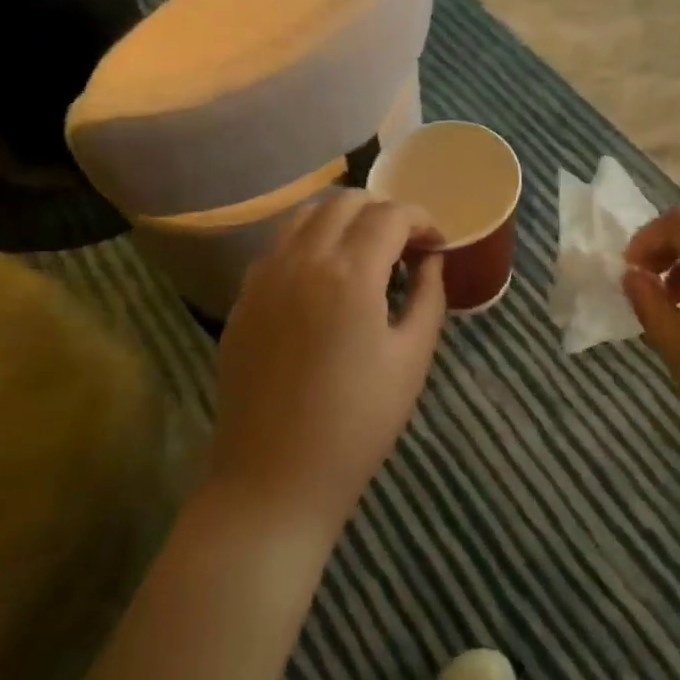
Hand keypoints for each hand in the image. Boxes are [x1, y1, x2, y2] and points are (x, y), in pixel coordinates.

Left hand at [210, 191, 446, 540]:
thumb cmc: (357, 424)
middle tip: (404, 246)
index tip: (436, 243)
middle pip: (346, 200)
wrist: (273, 478)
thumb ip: (428, 295)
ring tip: (363, 252)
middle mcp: (303, 260)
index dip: (421, 220)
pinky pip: (279, 243)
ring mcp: (265, 275)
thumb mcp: (411, 359)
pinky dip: (308, 240)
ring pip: (306, 213)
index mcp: (350, 274)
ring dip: (342, 218)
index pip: (391, 215)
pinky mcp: (244, 296)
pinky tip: (323, 275)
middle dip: (383, 211)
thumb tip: (431, 259)